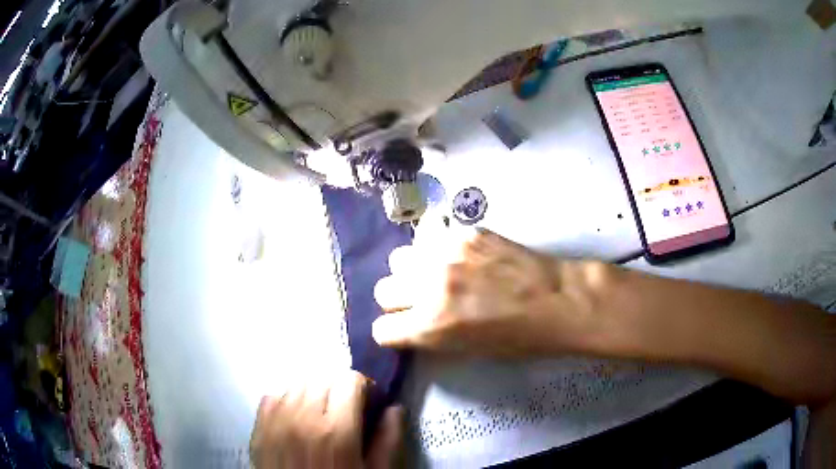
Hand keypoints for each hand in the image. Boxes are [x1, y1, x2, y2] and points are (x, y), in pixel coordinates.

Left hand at [249, 371, 402, 468]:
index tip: (366, 400)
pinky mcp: (259, 426)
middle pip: (321, 376)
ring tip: (319, 413)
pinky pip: (273, 396)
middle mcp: (302, 417)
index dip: (362, 386)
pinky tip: (295, 420)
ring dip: (312, 392)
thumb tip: (394, 409)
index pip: (349, 379)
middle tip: (344, 407)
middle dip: (337, 386)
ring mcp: (276, 420)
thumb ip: (389, 440)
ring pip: (296, 383)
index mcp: (336, 430)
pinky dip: (287, 401)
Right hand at [373, 229, 609, 356]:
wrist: (557, 300)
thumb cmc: (520, 338)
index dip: (394, 333)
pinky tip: (463, 259)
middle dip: (398, 301)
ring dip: (412, 270)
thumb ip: (432, 336)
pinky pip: (433, 240)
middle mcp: (430, 286)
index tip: (406, 330)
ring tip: (436, 275)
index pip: (381, 330)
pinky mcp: (464, 233)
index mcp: (431, 325)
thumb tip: (412, 324)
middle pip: (383, 290)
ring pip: (400, 258)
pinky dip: (439, 252)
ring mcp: (446, 253)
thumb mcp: (469, 350)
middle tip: (421, 302)